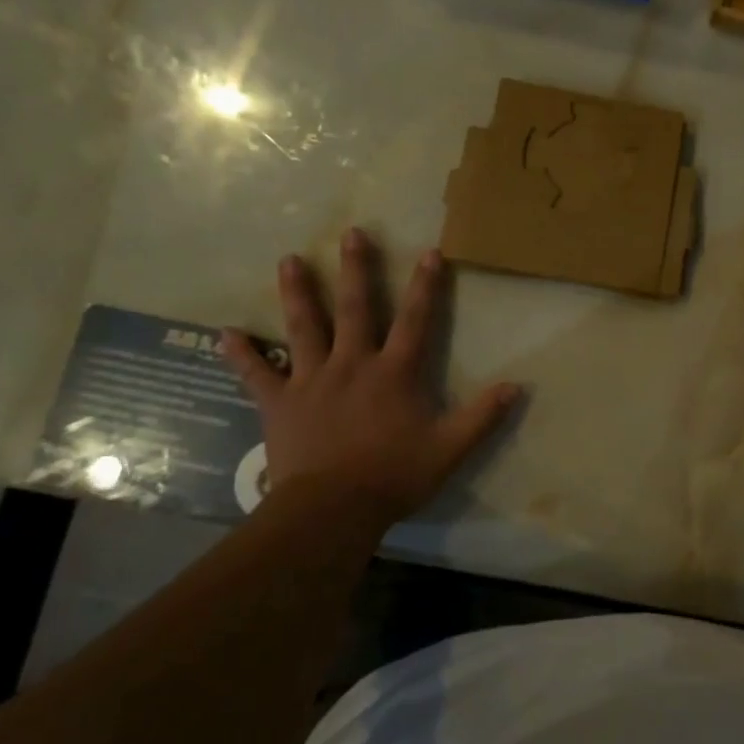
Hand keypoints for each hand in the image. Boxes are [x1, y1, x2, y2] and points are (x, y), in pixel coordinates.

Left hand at [222, 230, 519, 529]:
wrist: (332, 510)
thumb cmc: (393, 477)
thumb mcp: (449, 449)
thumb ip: (482, 416)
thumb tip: (517, 387)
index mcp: (393, 373)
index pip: (416, 320)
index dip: (426, 286)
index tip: (430, 252)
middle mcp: (352, 364)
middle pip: (356, 309)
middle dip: (357, 269)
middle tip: (352, 233)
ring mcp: (311, 380)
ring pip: (304, 328)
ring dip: (298, 293)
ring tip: (288, 260)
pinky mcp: (280, 403)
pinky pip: (257, 374)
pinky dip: (242, 355)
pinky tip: (225, 334)